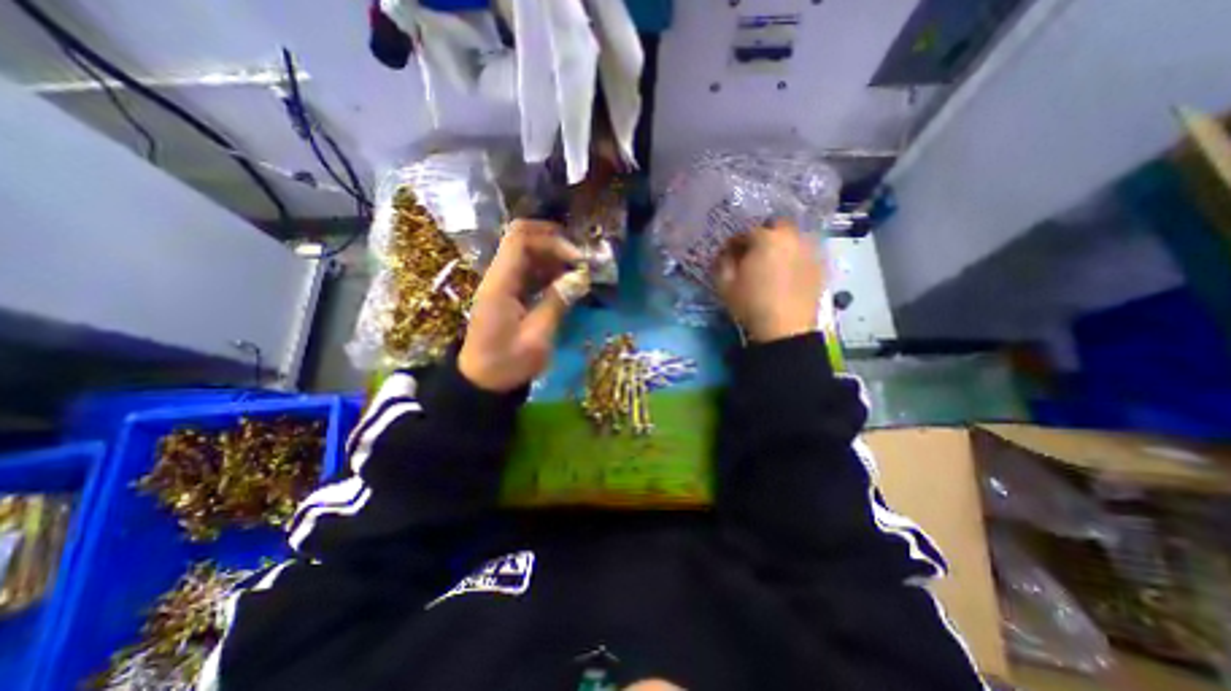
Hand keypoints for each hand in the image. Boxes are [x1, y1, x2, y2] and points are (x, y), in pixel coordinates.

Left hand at [455, 221, 586, 394]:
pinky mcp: (508, 295)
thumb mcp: (537, 337)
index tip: (576, 258)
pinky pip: (529, 273)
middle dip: (555, 247)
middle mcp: (498, 277)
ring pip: (527, 256)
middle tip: (581, 265)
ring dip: (554, 259)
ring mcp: (502, 285)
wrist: (482, 381)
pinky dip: (548, 273)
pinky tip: (565, 284)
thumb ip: (556, 303)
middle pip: (524, 242)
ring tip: (578, 274)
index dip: (551, 240)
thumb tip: (579, 278)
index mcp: (500, 284)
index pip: (520, 239)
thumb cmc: (508, 363)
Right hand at [713, 220, 825, 341]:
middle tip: (754, 255)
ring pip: (792, 237)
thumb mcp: (725, 284)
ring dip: (780, 245)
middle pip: (774, 227)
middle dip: (762, 237)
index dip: (734, 244)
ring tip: (772, 264)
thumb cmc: (751, 304)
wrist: (785, 329)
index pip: (745, 232)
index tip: (729, 255)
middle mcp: (791, 236)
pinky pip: (803, 252)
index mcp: (766, 238)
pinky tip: (787, 274)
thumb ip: (722, 262)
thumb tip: (726, 253)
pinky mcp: (820, 265)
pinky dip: (794, 257)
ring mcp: (809, 249)